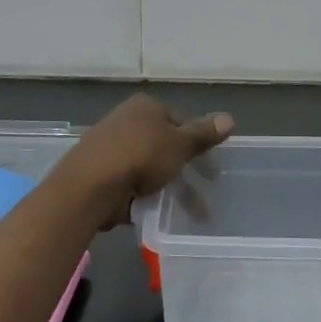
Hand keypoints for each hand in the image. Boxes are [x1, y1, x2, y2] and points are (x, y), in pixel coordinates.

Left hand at [57, 95, 233, 228]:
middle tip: (208, 189)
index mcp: (146, 107)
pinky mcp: (102, 175)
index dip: (199, 143)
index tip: (212, 166)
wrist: (90, 185)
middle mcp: (127, 122)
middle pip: (165, 145)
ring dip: (172, 188)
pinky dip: (148, 197)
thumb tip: (230, 118)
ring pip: (151, 168)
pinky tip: (160, 214)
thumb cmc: (141, 155)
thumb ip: (203, 134)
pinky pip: (133, 185)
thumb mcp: (180, 144)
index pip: (180, 121)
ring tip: (194, 214)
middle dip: (187, 169)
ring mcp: (112, 148)